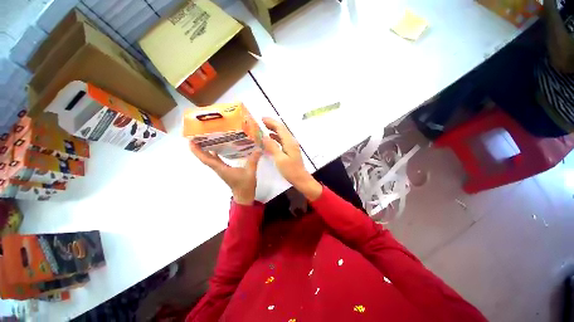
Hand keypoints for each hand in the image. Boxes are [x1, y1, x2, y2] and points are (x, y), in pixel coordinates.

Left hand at [190, 142, 260, 204]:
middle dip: (198, 148)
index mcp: (221, 169)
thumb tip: (258, 149)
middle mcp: (218, 168)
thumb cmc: (245, 185)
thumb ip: (253, 160)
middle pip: (205, 158)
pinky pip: (216, 160)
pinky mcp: (225, 170)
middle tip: (196, 136)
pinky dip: (213, 154)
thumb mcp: (250, 172)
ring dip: (205, 151)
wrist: (244, 195)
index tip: (190, 142)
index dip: (197, 151)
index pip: (206, 159)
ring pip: (210, 159)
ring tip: (205, 139)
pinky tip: (217, 147)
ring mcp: (221, 169)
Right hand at [261, 117, 321, 200]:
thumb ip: (272, 146)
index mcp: (289, 142)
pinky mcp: (290, 150)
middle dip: (272, 124)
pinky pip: (282, 141)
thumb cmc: (290, 170)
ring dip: (274, 130)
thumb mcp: (280, 159)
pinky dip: (276, 137)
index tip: (261, 118)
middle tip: (261, 122)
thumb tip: (264, 136)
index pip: (280, 128)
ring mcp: (291, 146)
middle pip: (282, 129)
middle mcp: (291, 141)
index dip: (271, 122)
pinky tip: (270, 138)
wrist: (300, 179)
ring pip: (282, 134)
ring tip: (264, 128)